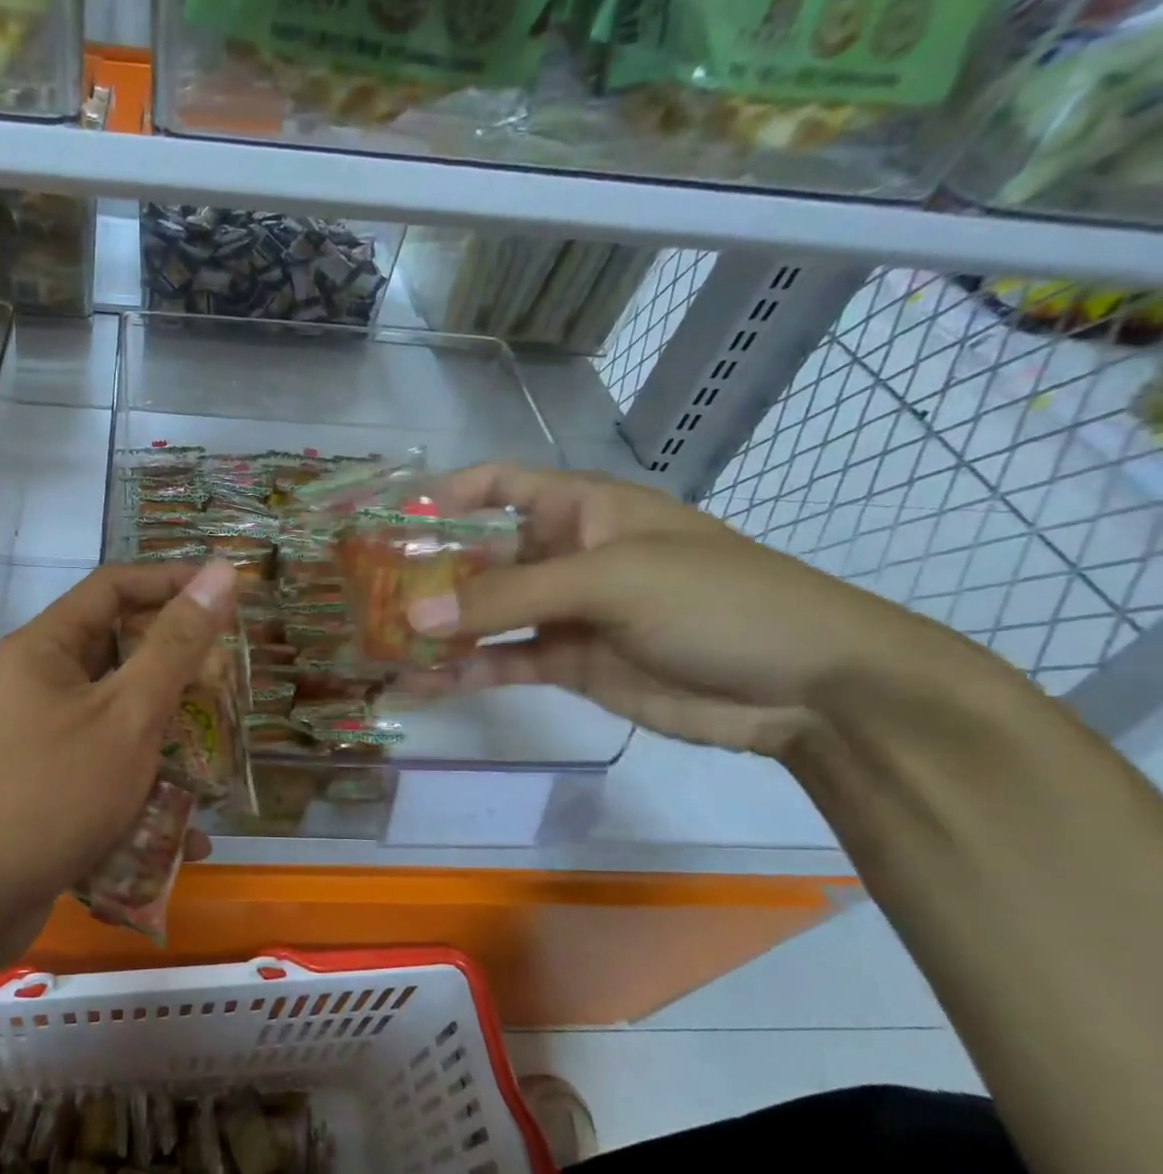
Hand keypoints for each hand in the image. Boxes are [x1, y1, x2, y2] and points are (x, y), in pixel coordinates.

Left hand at [0, 558, 239, 965]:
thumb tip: (220, 572)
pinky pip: (101, 770)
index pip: (115, 587)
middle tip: (228, 686)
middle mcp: (35, 683)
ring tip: (215, 759)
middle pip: (117, 653)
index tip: (226, 596)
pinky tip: (183, 832)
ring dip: (165, 737)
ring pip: (114, 718)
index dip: (172, 582)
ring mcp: (35, 738)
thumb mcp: (126, 716)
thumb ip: (176, 646)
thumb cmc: (50, 794)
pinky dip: (140, 789)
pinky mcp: (41, 787)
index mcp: (45, 648)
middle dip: (177, 670)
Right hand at [407, 466, 968, 755]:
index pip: (500, 486)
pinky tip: (423, 682)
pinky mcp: (569, 663)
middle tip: (366, 595)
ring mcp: (566, 612)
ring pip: (486, 613)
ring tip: (382, 641)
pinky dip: (465, 670)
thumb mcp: (611, 582)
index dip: (446, 495)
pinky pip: (504, 660)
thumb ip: (510, 597)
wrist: (806, 687)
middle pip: (481, 555)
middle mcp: (566, 555)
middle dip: (429, 572)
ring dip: (440, 625)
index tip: (390, 519)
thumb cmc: (715, 600)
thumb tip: (416, 614)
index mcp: (582, 510)